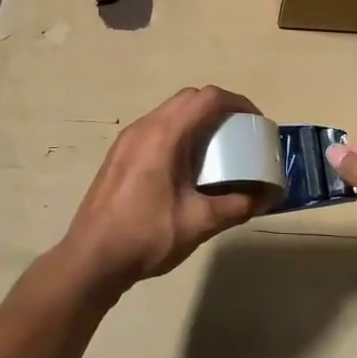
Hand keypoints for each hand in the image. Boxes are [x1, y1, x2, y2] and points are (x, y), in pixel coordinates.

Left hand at [62, 86, 268, 292]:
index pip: (207, 99)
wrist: (91, 259)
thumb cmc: (146, 236)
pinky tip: (186, 166)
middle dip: (219, 109)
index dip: (237, 103)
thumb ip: (236, 206)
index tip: (256, 122)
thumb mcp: (199, 223)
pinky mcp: (119, 154)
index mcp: (164, 135)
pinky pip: (155, 128)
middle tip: (240, 133)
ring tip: (217, 148)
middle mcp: (143, 128)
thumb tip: (265, 197)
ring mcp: (127, 139)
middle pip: (188, 98)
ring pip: (169, 112)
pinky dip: (178, 133)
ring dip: (196, 120)